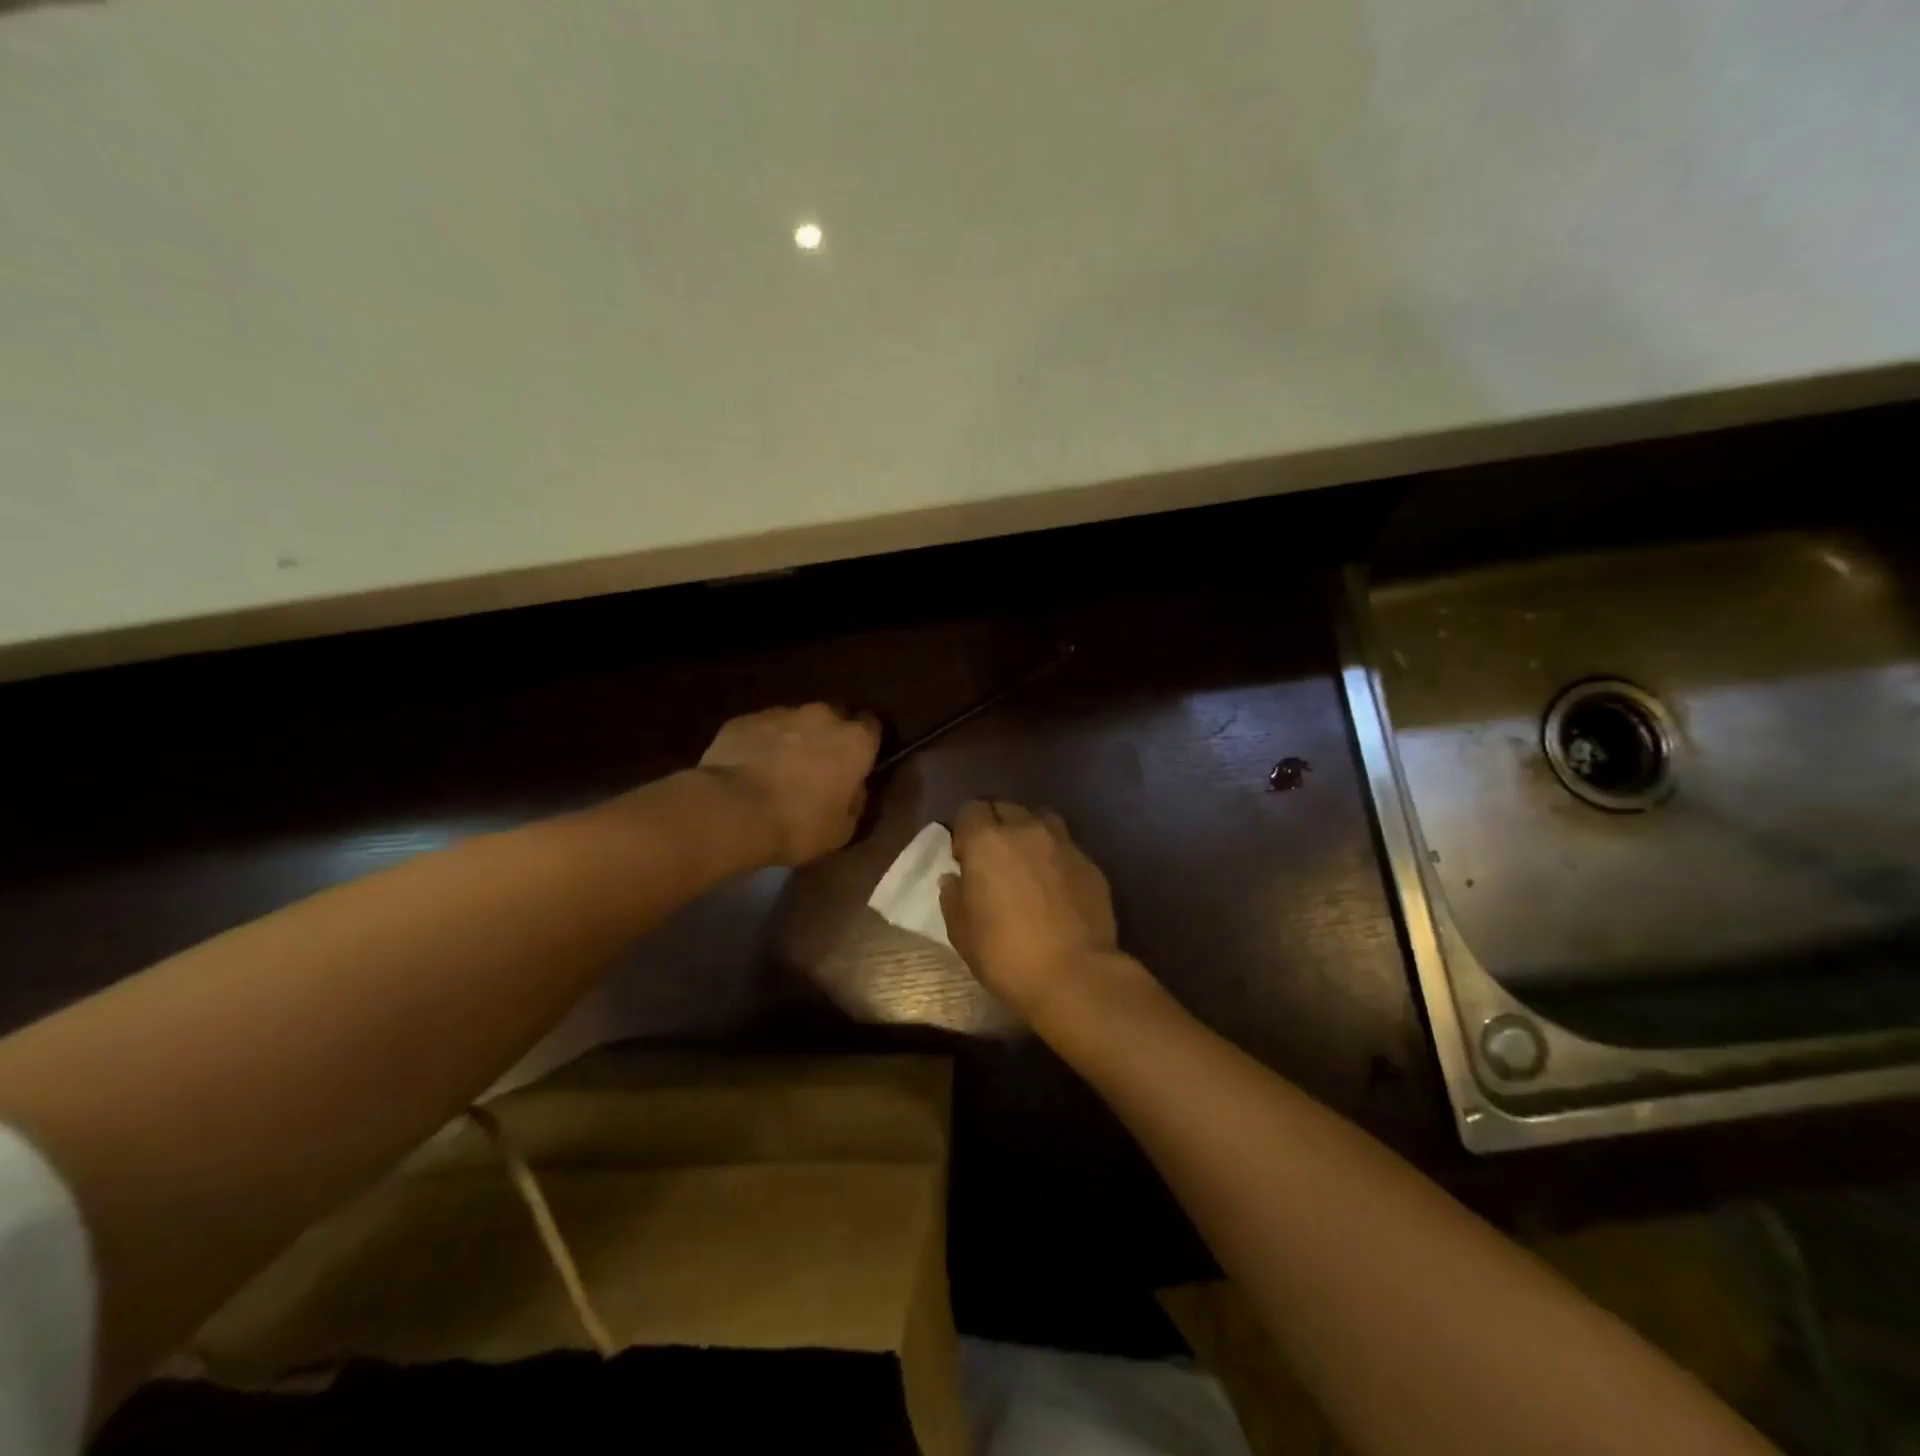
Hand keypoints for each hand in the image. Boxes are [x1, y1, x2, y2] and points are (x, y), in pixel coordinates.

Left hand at [698, 704, 879, 865]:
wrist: (732, 811)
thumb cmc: (798, 824)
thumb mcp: (842, 829)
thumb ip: (855, 802)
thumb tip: (854, 789)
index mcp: (855, 741)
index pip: (873, 727)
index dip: (866, 745)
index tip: (858, 764)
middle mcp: (822, 716)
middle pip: (834, 717)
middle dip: (830, 737)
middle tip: (819, 768)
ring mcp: (780, 713)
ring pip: (795, 722)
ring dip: (794, 740)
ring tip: (779, 770)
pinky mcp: (744, 720)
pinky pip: (761, 729)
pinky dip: (761, 744)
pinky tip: (750, 769)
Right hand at [939, 799, 1125, 1023]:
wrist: (1074, 974)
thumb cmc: (1006, 954)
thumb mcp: (962, 932)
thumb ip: (953, 897)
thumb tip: (954, 878)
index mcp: (987, 841)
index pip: (970, 809)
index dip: (965, 829)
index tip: (964, 856)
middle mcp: (1026, 830)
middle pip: (1006, 807)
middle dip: (996, 825)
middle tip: (994, 858)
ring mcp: (1062, 843)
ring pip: (1040, 819)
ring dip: (1028, 832)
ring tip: (1026, 862)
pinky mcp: (1089, 862)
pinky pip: (1065, 846)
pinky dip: (1055, 855)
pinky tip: (1055, 884)